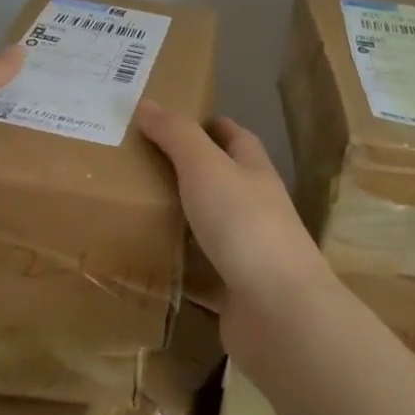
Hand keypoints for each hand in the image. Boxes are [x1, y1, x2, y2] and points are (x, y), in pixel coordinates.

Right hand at [136, 103, 329, 322]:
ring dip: (182, 218)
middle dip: (187, 170)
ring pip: (210, 226)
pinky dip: (178, 266)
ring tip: (135, 208)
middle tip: (138, 164)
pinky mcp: (235, 291)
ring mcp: (248, 251)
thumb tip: (147, 103)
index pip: (234, 137)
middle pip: (222, 181)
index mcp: (254, 171)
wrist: (278, 311)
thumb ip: (176, 135)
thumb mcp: (206, 166)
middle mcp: (255, 207)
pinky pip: (201, 272)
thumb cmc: (244, 224)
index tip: (169, 121)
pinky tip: (148, 263)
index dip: (208, 125)